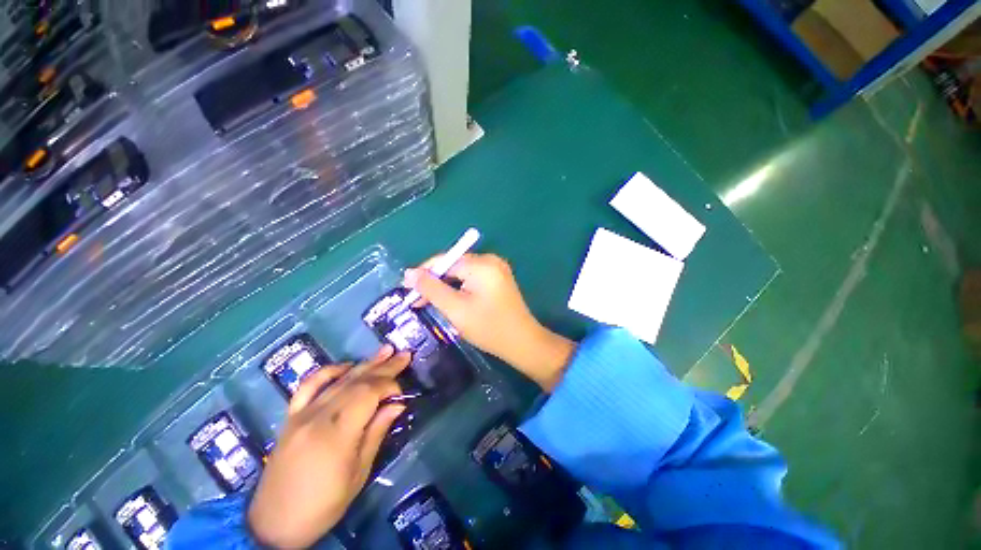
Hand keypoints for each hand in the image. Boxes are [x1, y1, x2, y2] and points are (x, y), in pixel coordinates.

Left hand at [248, 346, 410, 548]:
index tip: (403, 392)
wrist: (273, 523)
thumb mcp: (358, 473)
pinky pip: (309, 385)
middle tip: (404, 354)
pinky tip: (346, 366)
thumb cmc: (323, 504)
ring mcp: (302, 413)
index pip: (369, 393)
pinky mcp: (291, 416)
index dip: (390, 385)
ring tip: (385, 350)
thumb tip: (398, 404)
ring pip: (339, 379)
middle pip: (357, 381)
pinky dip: (329, 371)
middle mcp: (319, 415)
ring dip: (365, 363)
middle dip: (385, 366)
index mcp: (337, 432)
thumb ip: (377, 432)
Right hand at [403, 253, 574, 390]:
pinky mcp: (498, 279)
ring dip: (446, 287)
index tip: (407, 290)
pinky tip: (452, 302)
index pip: (444, 260)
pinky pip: (472, 279)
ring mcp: (497, 269)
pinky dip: (460, 289)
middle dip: (435, 282)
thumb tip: (409, 273)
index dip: (424, 274)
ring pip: (462, 273)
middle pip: (454, 266)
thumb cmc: (488, 327)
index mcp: (482, 263)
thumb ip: (431, 289)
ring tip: (432, 304)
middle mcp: (490, 260)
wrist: (522, 343)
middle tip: (418, 301)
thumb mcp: (455, 309)